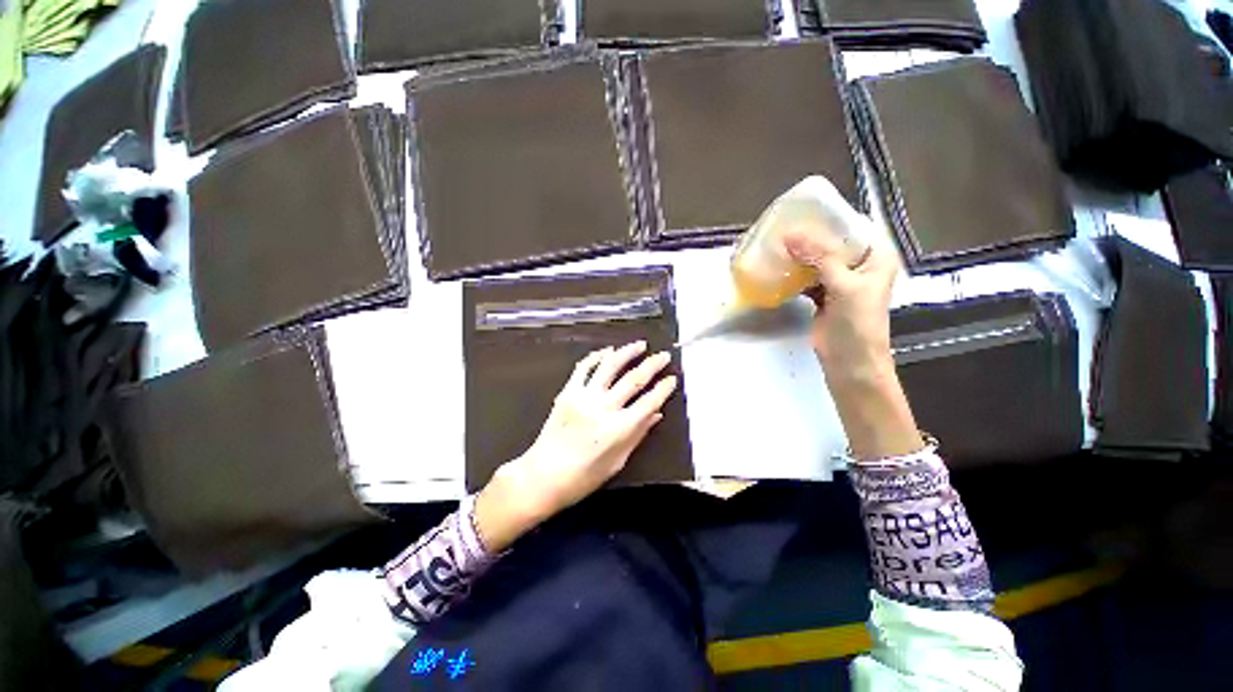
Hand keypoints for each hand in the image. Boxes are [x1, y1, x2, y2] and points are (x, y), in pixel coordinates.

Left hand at [475, 342, 677, 549]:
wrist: (543, 476)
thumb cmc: (584, 477)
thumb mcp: (618, 461)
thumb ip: (638, 434)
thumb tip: (656, 414)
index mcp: (619, 429)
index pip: (648, 401)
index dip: (664, 389)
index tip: (672, 378)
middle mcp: (603, 408)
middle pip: (633, 380)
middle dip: (652, 365)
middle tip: (663, 355)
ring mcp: (583, 397)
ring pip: (609, 366)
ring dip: (626, 353)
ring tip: (639, 345)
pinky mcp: (567, 392)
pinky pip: (583, 368)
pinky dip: (596, 357)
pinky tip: (607, 351)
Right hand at [783, 231, 898, 379]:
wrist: (850, 361)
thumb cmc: (857, 323)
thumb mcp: (843, 285)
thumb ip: (820, 257)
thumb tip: (790, 234)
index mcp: (876, 257)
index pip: (855, 228)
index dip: (831, 219)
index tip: (804, 212)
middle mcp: (860, 266)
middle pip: (833, 244)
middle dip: (810, 237)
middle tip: (783, 228)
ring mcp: (841, 282)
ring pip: (818, 261)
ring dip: (800, 256)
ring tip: (777, 244)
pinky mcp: (824, 296)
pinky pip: (808, 278)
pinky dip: (795, 274)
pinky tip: (779, 268)